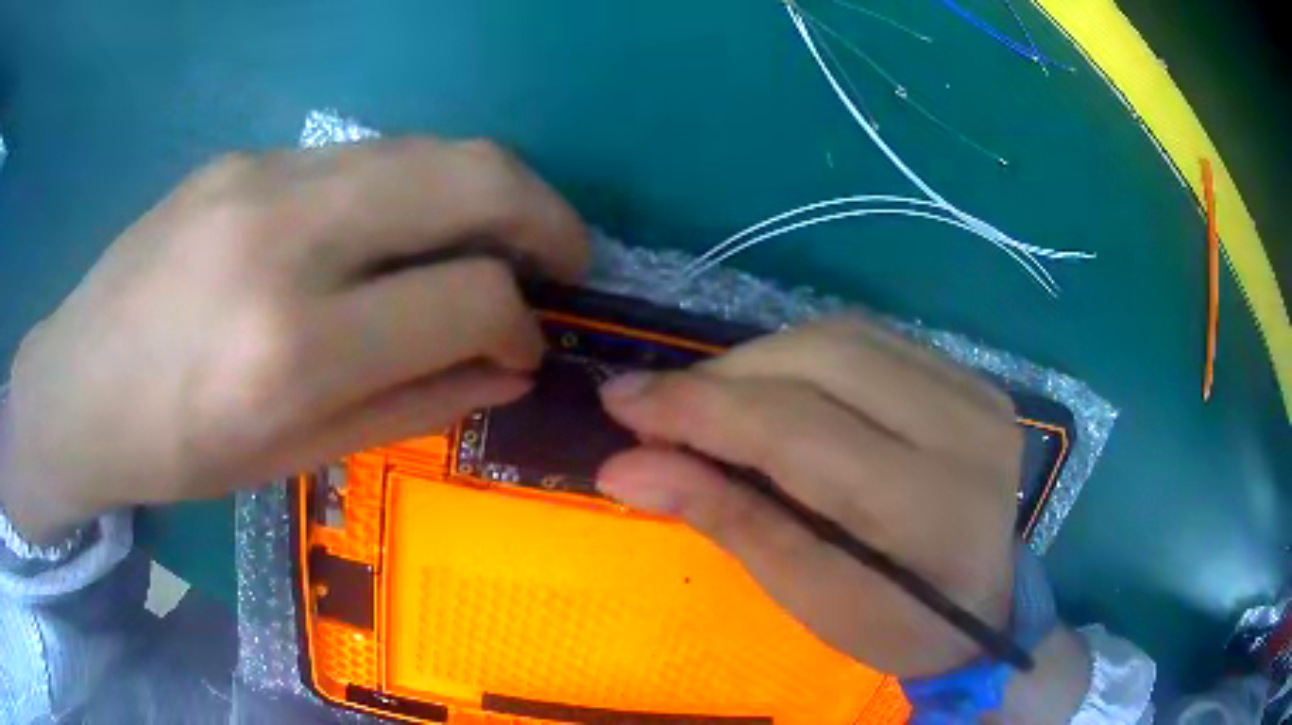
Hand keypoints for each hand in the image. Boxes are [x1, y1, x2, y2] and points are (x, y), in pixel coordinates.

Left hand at [1, 139, 588, 542]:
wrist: (77, 385)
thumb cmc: (176, 449)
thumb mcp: (293, 456)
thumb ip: (410, 405)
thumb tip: (507, 370)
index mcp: (291, 346)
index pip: (466, 295)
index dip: (521, 322)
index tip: (529, 347)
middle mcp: (284, 233)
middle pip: (469, 173)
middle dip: (544, 214)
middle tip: (563, 258)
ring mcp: (261, 173)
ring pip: (423, 148)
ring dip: (483, 192)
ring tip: (493, 241)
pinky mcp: (245, 154)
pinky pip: (361, 158)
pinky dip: (409, 190)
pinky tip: (392, 234)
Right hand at [598, 317, 1021, 676]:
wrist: (986, 602)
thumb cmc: (896, 624)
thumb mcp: (807, 597)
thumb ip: (725, 519)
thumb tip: (623, 467)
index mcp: (929, 509)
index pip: (799, 431)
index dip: (700, 409)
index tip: (621, 401)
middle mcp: (965, 431)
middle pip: (822, 360)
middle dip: (725, 376)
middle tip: (662, 407)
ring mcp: (977, 392)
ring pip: (842, 335)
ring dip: (760, 360)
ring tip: (714, 401)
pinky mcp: (973, 377)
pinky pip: (871, 339)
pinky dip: (806, 354)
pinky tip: (777, 389)